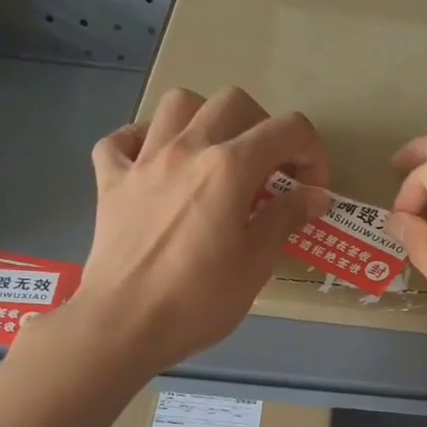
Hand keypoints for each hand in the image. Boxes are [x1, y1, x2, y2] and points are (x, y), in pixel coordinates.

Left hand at [68, 86, 329, 374]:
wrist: (123, 325)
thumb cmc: (198, 301)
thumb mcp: (255, 264)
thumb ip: (286, 219)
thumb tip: (316, 196)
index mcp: (229, 167)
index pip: (287, 130)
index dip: (311, 153)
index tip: (310, 190)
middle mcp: (187, 149)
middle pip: (233, 102)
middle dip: (262, 127)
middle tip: (267, 170)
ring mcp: (143, 161)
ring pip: (177, 104)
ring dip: (204, 120)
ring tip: (213, 157)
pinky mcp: (110, 181)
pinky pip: (122, 140)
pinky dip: (141, 143)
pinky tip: (155, 166)